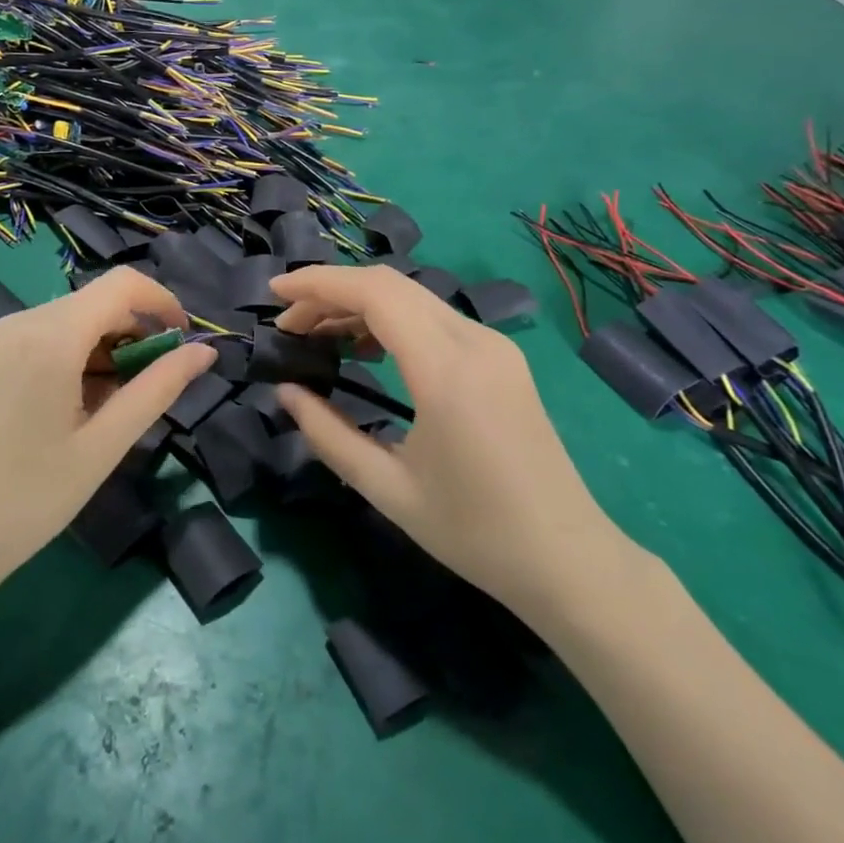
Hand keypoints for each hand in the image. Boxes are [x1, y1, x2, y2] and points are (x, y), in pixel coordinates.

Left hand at [0, 267, 215, 591]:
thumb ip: (159, 388)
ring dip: (109, 346)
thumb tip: (206, 352)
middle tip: (153, 385)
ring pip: (75, 317)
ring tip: (115, 403)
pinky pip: (49, 334)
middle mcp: (23, 320)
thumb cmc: (31, 498)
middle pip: (98, 300)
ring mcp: (1, 335)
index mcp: (50, 337)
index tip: (185, 342)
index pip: (122, 285)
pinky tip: (81, 401)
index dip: (163, 302)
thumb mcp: (106, 444)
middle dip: (137, 331)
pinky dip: (79, 354)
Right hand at [271, 265, 636, 632]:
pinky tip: (367, 348)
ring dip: (361, 304)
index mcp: (446, 370)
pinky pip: (435, 317)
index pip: (374, 293)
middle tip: (290, 325)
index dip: (319, 283)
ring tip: (319, 335)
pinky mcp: (502, 358)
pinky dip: (391, 319)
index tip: (275, 292)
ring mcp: (494, 346)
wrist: (569, 559)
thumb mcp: (387, 489)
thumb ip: (328, 434)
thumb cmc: (475, 532)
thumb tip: (286, 392)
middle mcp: (475, 341)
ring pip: (413, 296)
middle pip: (391, 284)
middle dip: (332, 292)